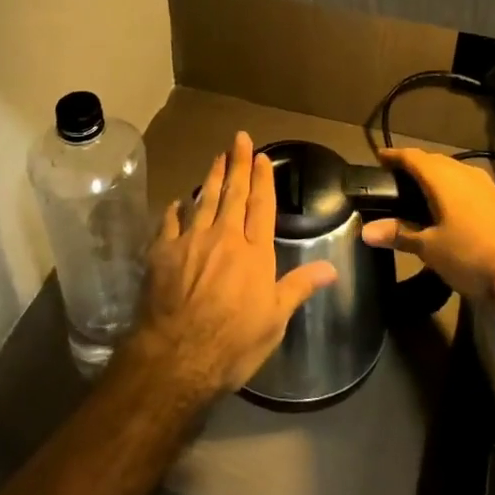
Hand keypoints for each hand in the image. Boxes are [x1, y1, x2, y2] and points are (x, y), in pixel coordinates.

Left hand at [127, 131, 337, 399]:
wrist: (178, 356)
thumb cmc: (234, 343)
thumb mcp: (275, 320)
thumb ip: (299, 287)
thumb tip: (332, 268)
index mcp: (254, 253)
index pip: (262, 206)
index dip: (262, 180)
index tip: (262, 156)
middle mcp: (224, 237)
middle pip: (233, 194)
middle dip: (238, 164)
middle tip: (239, 139)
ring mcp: (191, 241)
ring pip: (203, 200)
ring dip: (211, 177)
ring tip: (216, 157)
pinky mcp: (162, 252)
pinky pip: (170, 222)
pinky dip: (176, 209)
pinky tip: (178, 201)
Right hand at [360, 148, 494, 299]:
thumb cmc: (470, 254)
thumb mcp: (430, 248)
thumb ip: (400, 234)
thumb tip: (366, 230)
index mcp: (443, 178)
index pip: (412, 157)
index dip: (394, 156)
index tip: (379, 158)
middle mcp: (465, 174)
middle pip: (435, 161)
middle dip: (415, 165)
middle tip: (397, 177)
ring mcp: (487, 186)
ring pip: (455, 172)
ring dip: (437, 177)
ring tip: (422, 191)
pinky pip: (469, 186)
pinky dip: (454, 190)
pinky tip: (452, 207)